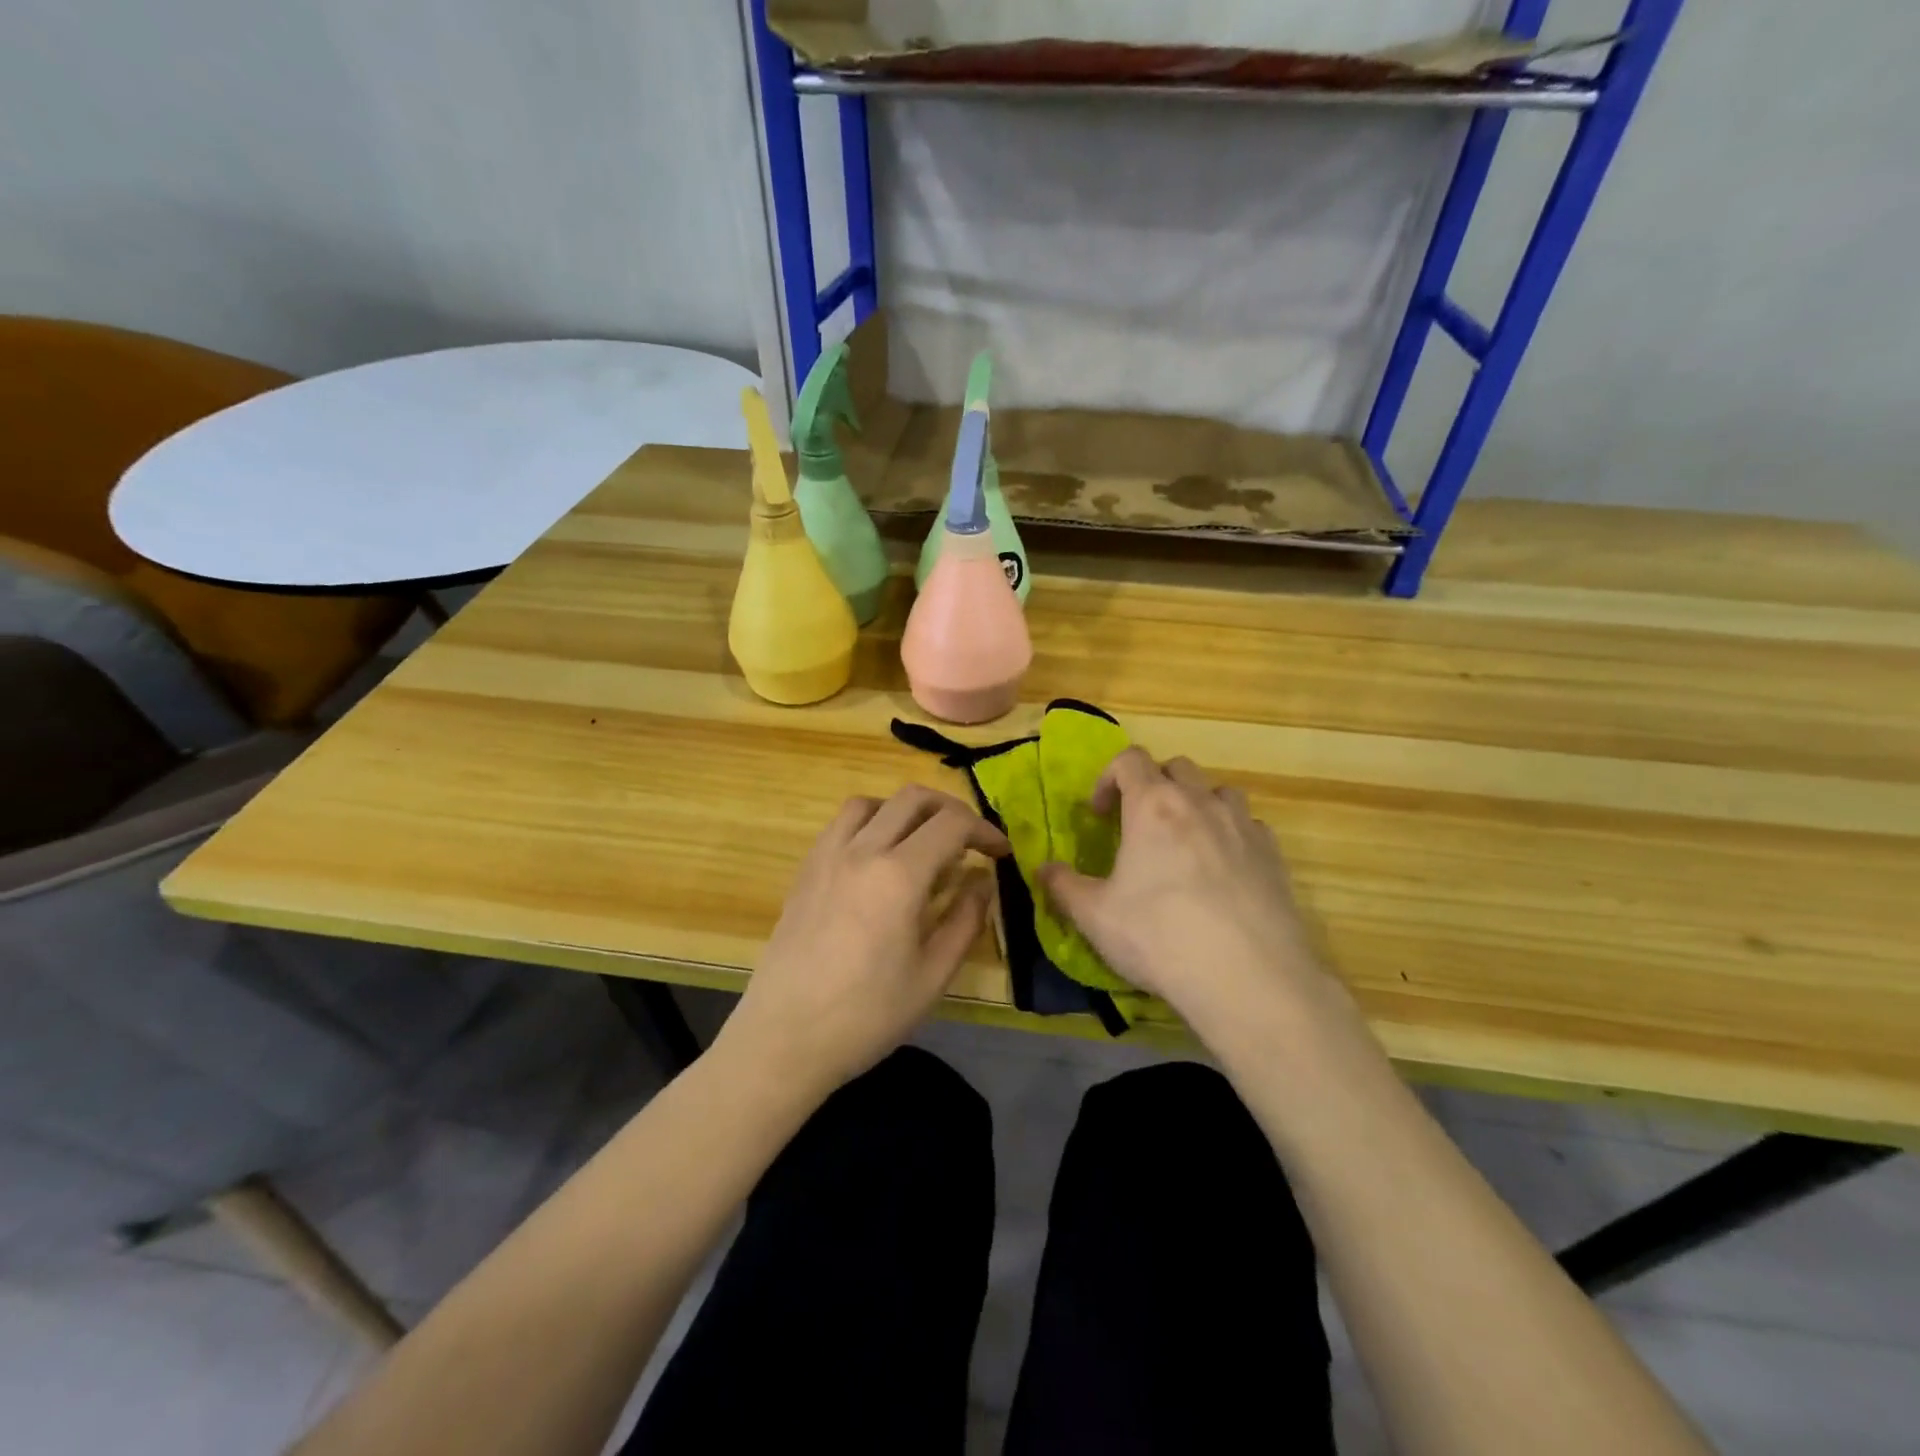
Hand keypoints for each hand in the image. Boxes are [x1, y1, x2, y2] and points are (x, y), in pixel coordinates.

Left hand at [722, 785, 1009, 1095]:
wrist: (784, 1037)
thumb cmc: (867, 1015)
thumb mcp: (933, 976)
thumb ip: (966, 919)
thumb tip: (983, 880)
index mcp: (899, 875)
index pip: (952, 824)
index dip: (984, 830)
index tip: (1000, 853)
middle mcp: (862, 850)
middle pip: (913, 798)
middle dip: (951, 810)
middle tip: (969, 841)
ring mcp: (827, 855)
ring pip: (872, 802)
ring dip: (905, 811)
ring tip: (921, 843)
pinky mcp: (805, 869)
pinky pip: (841, 824)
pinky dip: (870, 822)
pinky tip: (878, 859)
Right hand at [1038, 749, 1334, 1033]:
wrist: (1248, 978)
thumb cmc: (1159, 936)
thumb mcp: (1095, 916)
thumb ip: (1063, 886)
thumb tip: (1042, 869)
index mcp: (1153, 806)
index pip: (1129, 760)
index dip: (1108, 778)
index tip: (1100, 814)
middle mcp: (1200, 803)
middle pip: (1176, 768)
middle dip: (1154, 785)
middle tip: (1139, 824)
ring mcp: (1243, 827)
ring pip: (1219, 791)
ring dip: (1197, 804)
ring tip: (1185, 841)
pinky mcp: (1274, 856)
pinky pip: (1250, 827)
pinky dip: (1232, 835)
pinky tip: (1223, 870)